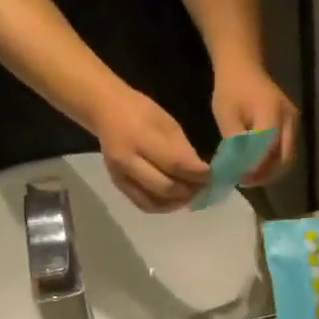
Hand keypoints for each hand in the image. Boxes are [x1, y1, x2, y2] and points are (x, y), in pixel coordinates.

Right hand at [93, 87, 208, 212]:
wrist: (106, 112)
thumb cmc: (141, 112)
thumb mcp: (167, 123)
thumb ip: (183, 150)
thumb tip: (200, 173)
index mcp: (141, 138)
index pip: (176, 164)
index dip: (198, 174)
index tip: (212, 175)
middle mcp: (128, 161)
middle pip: (165, 187)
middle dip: (190, 190)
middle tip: (204, 187)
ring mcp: (120, 176)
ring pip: (155, 202)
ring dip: (178, 202)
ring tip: (191, 195)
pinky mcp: (118, 185)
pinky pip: (144, 204)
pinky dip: (163, 206)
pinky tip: (175, 200)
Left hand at [211, 63, 297, 185]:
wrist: (243, 66)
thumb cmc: (231, 89)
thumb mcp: (225, 116)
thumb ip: (235, 142)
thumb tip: (239, 168)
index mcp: (271, 113)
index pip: (268, 149)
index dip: (256, 167)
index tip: (240, 178)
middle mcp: (289, 119)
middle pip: (285, 158)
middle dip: (266, 174)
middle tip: (246, 181)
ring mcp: (293, 122)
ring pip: (288, 157)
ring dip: (271, 170)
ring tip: (250, 176)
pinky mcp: (292, 124)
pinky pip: (286, 149)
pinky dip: (274, 161)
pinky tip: (257, 164)